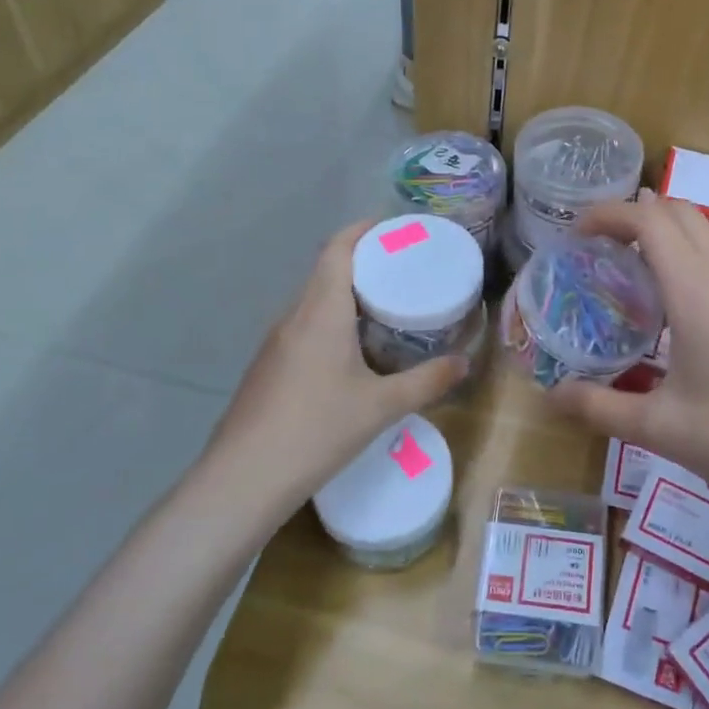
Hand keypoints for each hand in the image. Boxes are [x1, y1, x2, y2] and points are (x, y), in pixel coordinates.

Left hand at [207, 222, 467, 510]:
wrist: (243, 479)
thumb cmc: (317, 431)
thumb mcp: (381, 407)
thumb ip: (427, 382)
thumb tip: (464, 363)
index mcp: (320, 312)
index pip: (338, 249)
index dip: (364, 230)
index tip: (396, 229)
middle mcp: (294, 316)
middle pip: (326, 270)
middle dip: (365, 262)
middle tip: (405, 271)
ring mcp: (275, 342)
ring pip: (314, 300)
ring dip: (347, 294)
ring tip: (386, 307)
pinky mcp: (268, 366)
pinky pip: (304, 326)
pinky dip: (332, 321)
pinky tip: (353, 351)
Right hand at [548, 197, 708, 521]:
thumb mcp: (659, 428)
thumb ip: (598, 407)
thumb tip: (550, 397)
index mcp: (697, 289)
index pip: (649, 219)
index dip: (608, 214)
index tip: (575, 234)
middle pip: (680, 212)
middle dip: (635, 215)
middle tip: (598, 247)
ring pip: (706, 232)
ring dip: (666, 232)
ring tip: (630, 268)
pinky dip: (690, 255)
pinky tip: (675, 304)